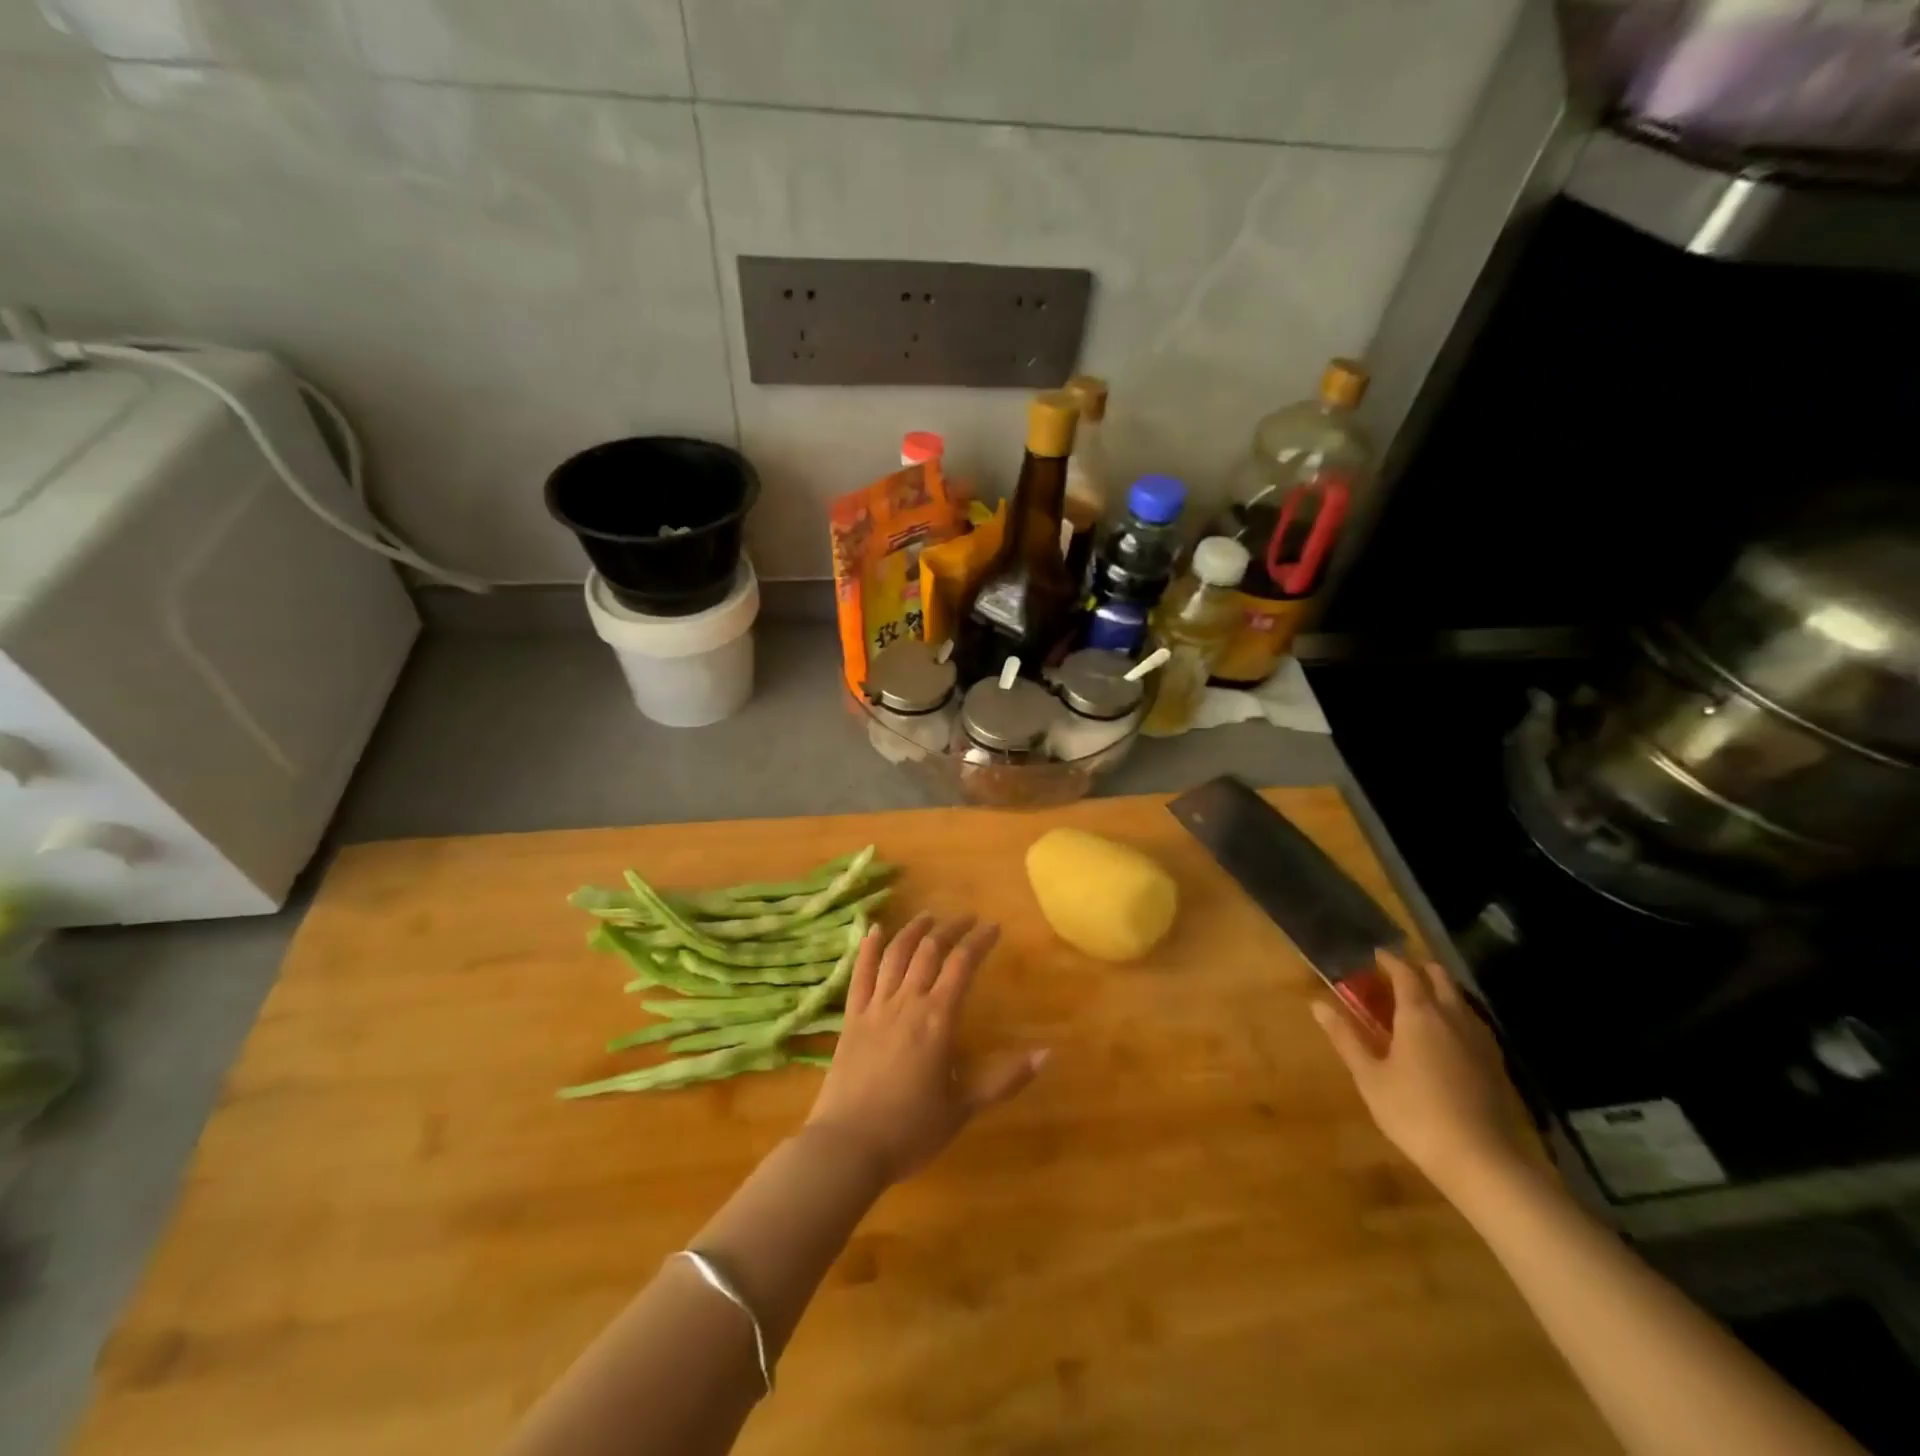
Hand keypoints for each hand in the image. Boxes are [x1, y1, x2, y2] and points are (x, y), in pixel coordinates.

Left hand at [804, 914, 1047, 1183]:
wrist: (847, 1147)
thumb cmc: (910, 1131)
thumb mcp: (963, 1108)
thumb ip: (1004, 1079)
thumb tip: (1047, 1054)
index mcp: (937, 1020)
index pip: (962, 965)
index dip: (979, 941)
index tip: (993, 927)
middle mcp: (907, 1002)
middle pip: (929, 951)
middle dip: (951, 929)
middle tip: (967, 919)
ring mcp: (875, 1007)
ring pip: (895, 955)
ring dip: (914, 930)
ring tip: (928, 916)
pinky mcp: (850, 1018)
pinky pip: (859, 974)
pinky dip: (868, 948)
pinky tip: (874, 930)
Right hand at [1313, 951, 1533, 1195]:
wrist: (1481, 1160)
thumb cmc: (1414, 1113)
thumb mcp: (1369, 1076)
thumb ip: (1345, 1037)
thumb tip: (1317, 1004)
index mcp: (1419, 1014)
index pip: (1405, 972)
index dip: (1389, 960)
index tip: (1374, 955)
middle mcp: (1452, 1017)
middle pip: (1440, 978)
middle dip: (1418, 969)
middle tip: (1394, 975)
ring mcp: (1479, 1040)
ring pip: (1460, 999)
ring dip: (1439, 990)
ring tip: (1417, 1002)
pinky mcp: (1494, 1063)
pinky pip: (1472, 1022)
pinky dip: (1454, 1014)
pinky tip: (1444, 1036)